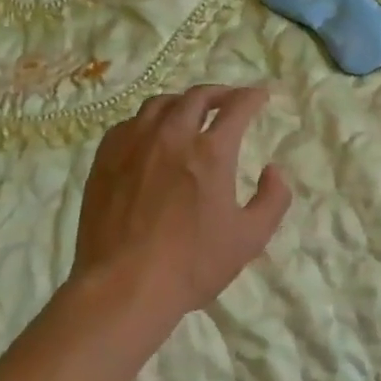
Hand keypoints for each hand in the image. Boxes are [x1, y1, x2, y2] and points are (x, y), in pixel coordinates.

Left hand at [71, 85, 291, 331]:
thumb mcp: (249, 239)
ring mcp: (134, 143)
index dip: (252, 97)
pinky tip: (150, 136)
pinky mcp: (106, 157)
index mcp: (211, 151)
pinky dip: (148, 121)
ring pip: (160, 103)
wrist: (122, 287)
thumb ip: (272, 199)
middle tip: (228, 100)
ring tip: (189, 113)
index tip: (260, 96)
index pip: (237, 107)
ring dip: (182, 103)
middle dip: (219, 93)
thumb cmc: (191, 265)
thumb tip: (274, 169)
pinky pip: (129, 123)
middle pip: (197, 96)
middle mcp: (172, 135)